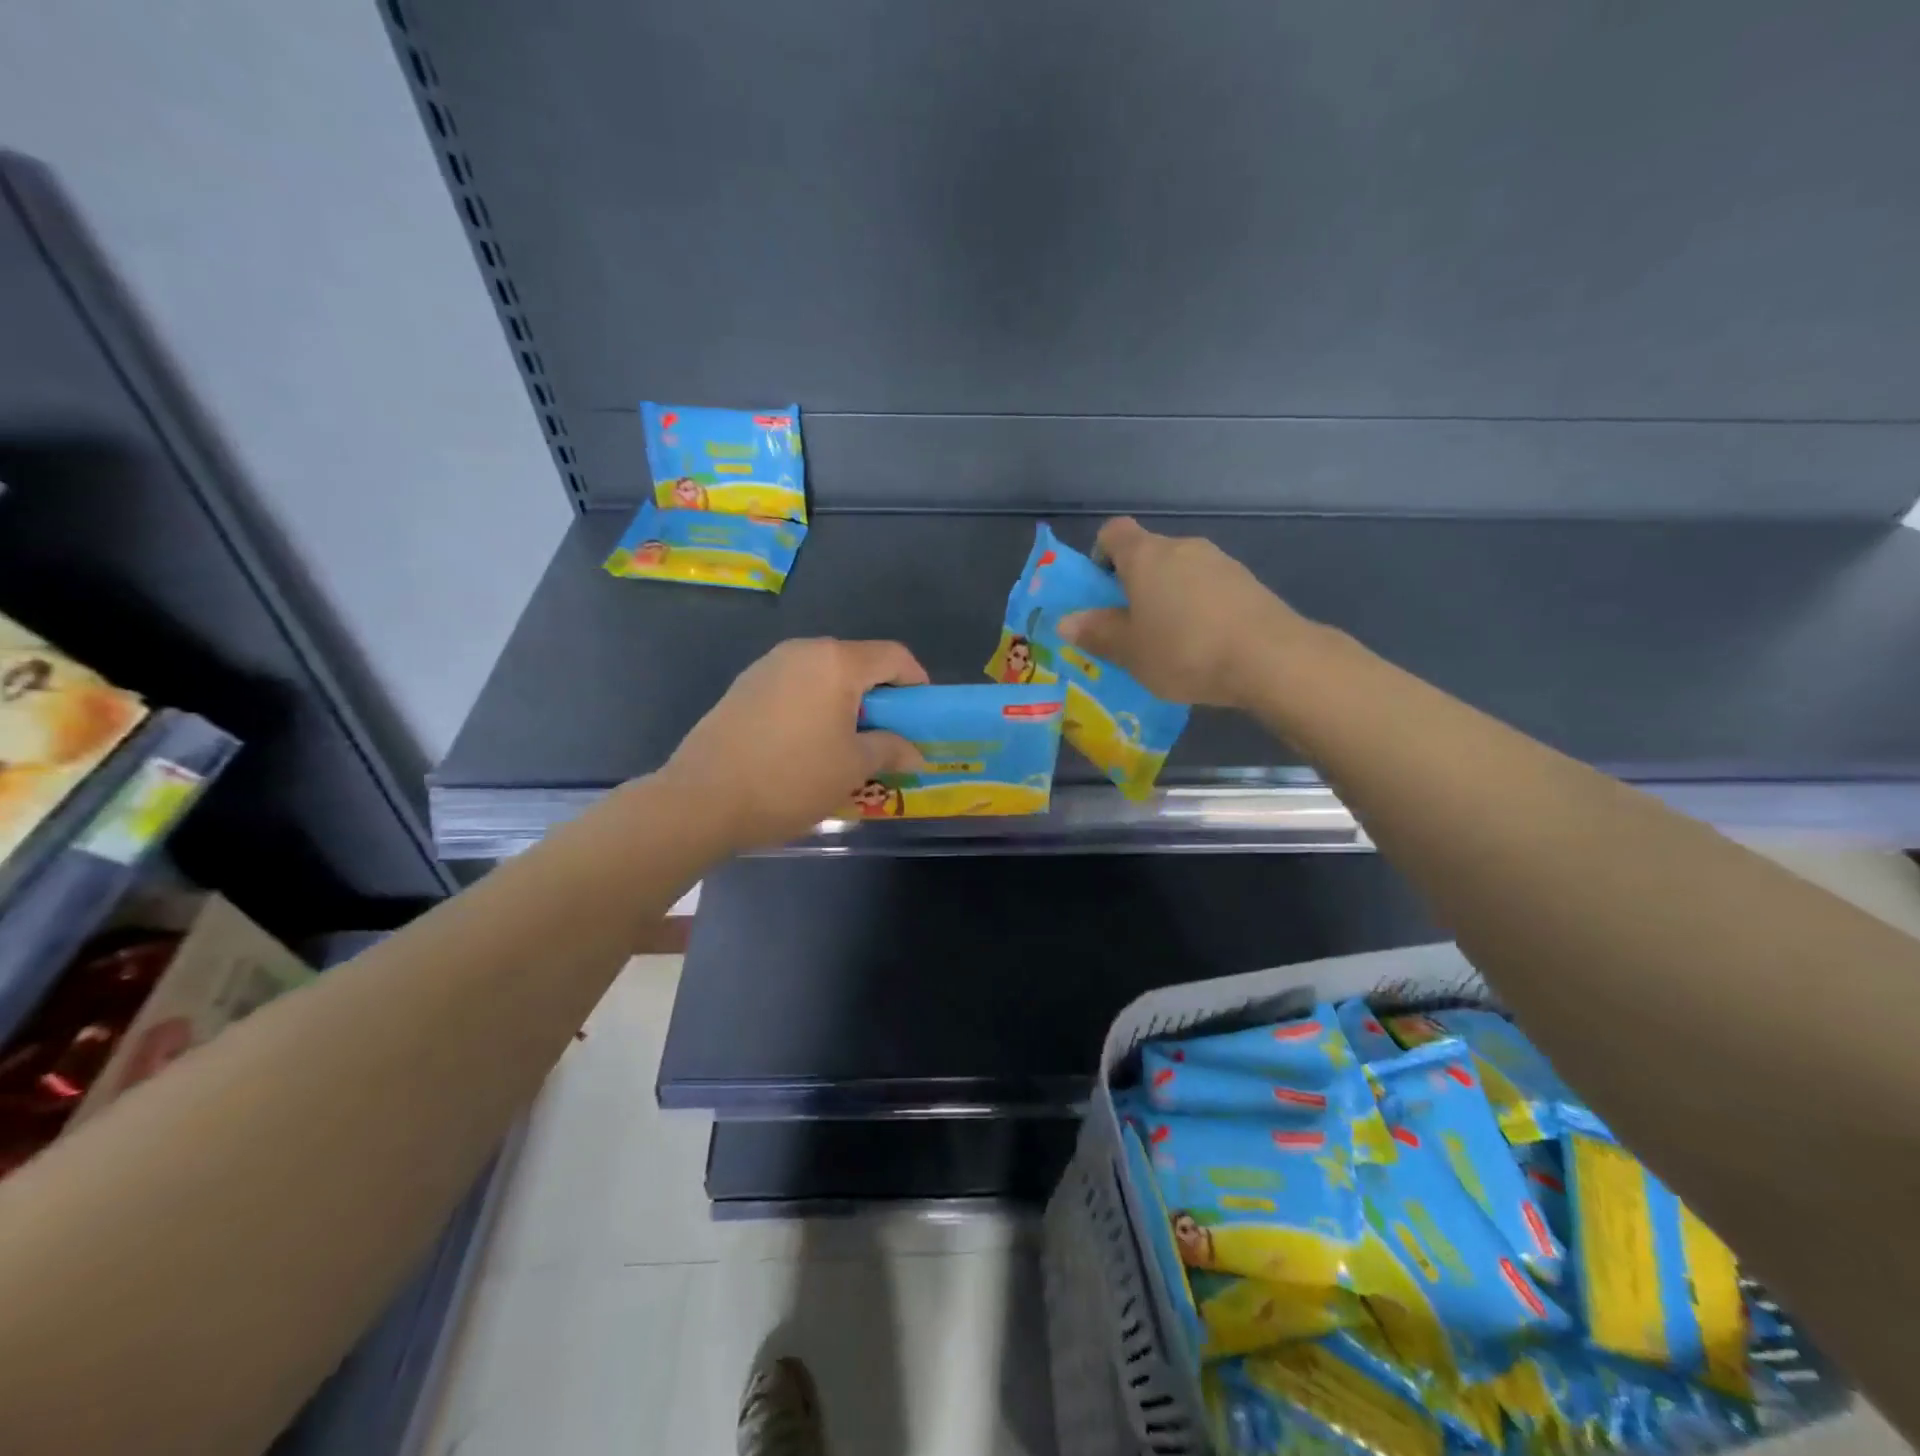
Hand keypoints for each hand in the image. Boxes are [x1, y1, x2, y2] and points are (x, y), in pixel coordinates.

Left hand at [660, 638, 928, 851]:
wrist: (702, 799)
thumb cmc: (791, 779)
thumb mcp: (852, 768)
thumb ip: (890, 749)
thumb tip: (915, 752)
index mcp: (835, 662)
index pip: (893, 656)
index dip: (917, 683)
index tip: (922, 717)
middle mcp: (802, 651)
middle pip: (856, 662)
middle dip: (879, 697)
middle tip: (887, 736)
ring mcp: (767, 666)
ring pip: (823, 675)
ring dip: (844, 703)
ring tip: (846, 744)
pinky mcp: (743, 686)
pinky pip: (794, 687)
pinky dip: (813, 707)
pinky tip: (806, 745)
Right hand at [1058, 517, 1312, 708]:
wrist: (1270, 658)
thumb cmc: (1184, 650)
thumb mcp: (1129, 651)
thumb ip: (1097, 633)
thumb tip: (1067, 621)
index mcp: (1145, 555)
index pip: (1113, 532)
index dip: (1100, 556)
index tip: (1101, 592)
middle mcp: (1182, 546)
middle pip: (1148, 554)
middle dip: (1134, 585)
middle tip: (1131, 628)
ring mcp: (1219, 561)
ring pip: (1179, 572)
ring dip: (1168, 597)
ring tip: (1170, 642)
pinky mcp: (1247, 582)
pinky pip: (1208, 588)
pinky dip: (1198, 607)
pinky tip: (1203, 645)